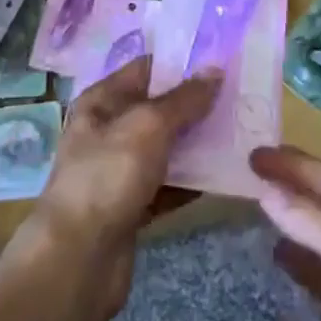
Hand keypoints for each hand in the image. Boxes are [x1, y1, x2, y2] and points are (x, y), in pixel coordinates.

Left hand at [27, 56, 219, 318]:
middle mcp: (108, 131)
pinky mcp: (132, 207)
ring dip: (198, 143)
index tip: (222, 60)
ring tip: (241, 132)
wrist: (78, 259)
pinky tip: (225, 176)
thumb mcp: (149, 126)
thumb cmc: (109, 175)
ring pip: (166, 148)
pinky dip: (192, 181)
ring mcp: (119, 171)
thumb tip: (215, 69)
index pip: (146, 69)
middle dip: (196, 104)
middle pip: (158, 109)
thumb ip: (184, 99)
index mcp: (102, 101)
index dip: (181, 63)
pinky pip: (168, 184)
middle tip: (241, 96)